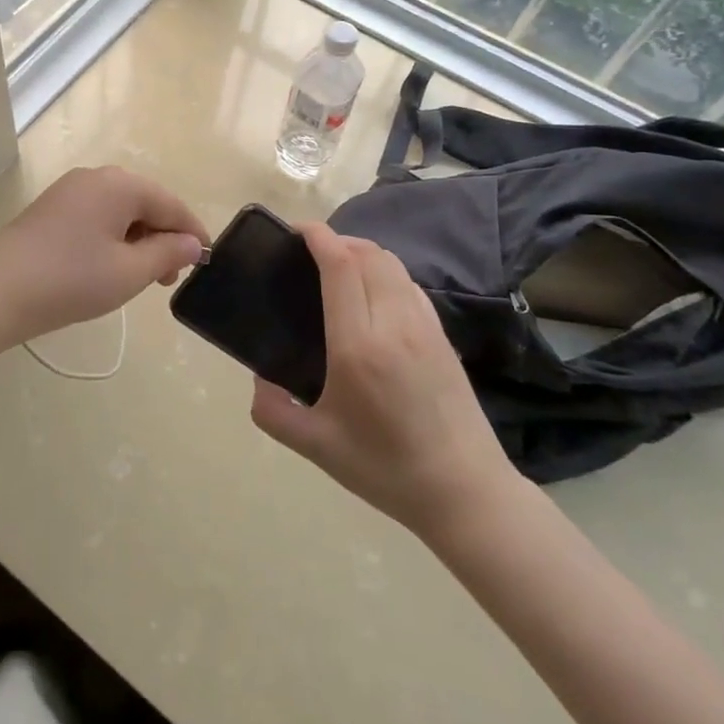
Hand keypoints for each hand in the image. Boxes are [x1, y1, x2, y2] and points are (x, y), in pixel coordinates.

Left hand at [0, 167, 207, 355]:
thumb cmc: (70, 281)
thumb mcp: (129, 272)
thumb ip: (168, 253)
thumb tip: (193, 243)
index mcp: (120, 184)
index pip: (171, 203)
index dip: (193, 232)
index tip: (207, 261)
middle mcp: (96, 176)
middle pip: (146, 202)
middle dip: (164, 237)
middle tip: (169, 279)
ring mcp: (70, 190)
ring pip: (120, 210)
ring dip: (139, 239)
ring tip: (143, 278)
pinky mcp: (52, 208)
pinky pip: (97, 216)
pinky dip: (113, 237)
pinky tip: (112, 265)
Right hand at [250, 223, 520, 539]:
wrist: (465, 493)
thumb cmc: (385, 469)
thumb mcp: (315, 446)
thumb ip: (273, 412)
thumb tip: (258, 380)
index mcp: (359, 346)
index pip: (342, 266)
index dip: (319, 237)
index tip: (296, 230)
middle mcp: (395, 324)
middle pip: (368, 254)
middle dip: (337, 239)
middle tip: (309, 251)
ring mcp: (425, 327)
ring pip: (393, 264)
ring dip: (363, 252)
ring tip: (338, 267)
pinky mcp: (443, 336)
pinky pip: (409, 284)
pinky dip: (385, 272)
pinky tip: (372, 295)